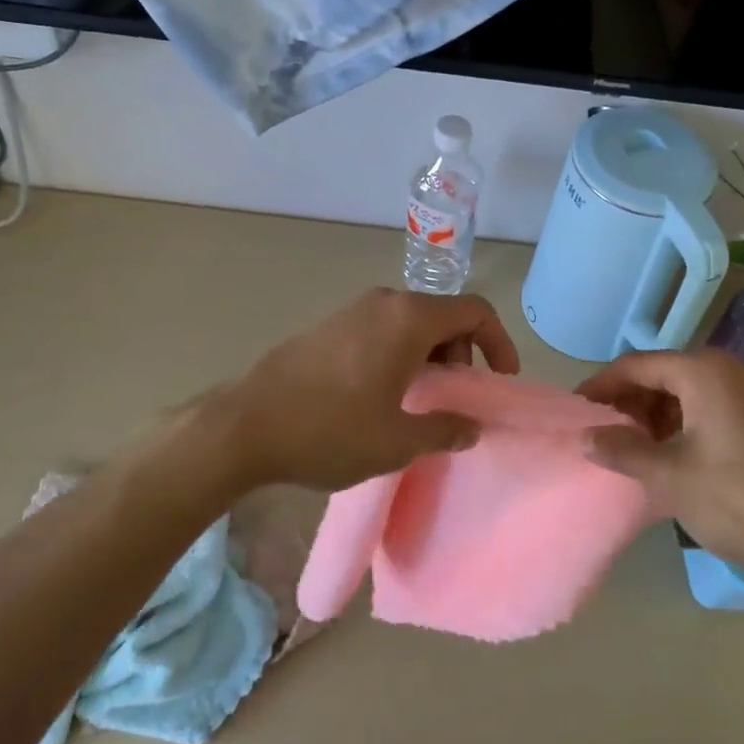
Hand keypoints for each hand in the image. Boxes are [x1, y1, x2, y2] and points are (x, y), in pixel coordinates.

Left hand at [206, 287, 520, 491]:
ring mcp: (353, 311)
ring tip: (420, 402)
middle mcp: (384, 302)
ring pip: (412, 323)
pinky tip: (383, 395)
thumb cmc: (330, 430)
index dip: (499, 343)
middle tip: (454, 398)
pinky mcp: (329, 326)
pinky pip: (382, 330)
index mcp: (409, 319)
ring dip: (430, 356)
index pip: (474, 311)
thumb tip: (472, 426)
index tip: (500, 380)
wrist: (244, 426)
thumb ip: (446, 430)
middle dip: (462, 354)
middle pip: (444, 315)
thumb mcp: (398, 441)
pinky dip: (401, 354)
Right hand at [576, 349, 743, 575]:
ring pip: (685, 394)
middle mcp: (727, 372)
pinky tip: (670, 458)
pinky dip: (681, 426)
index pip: (635, 366)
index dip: (600, 387)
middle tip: (602, 435)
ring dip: (653, 417)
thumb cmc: (737, 498)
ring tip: (632, 451)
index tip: (575, 411)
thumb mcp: (669, 476)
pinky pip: (708, 409)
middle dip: (628, 404)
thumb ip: (622, 451)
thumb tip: (585, 438)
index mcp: (702, 372)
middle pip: (661, 376)